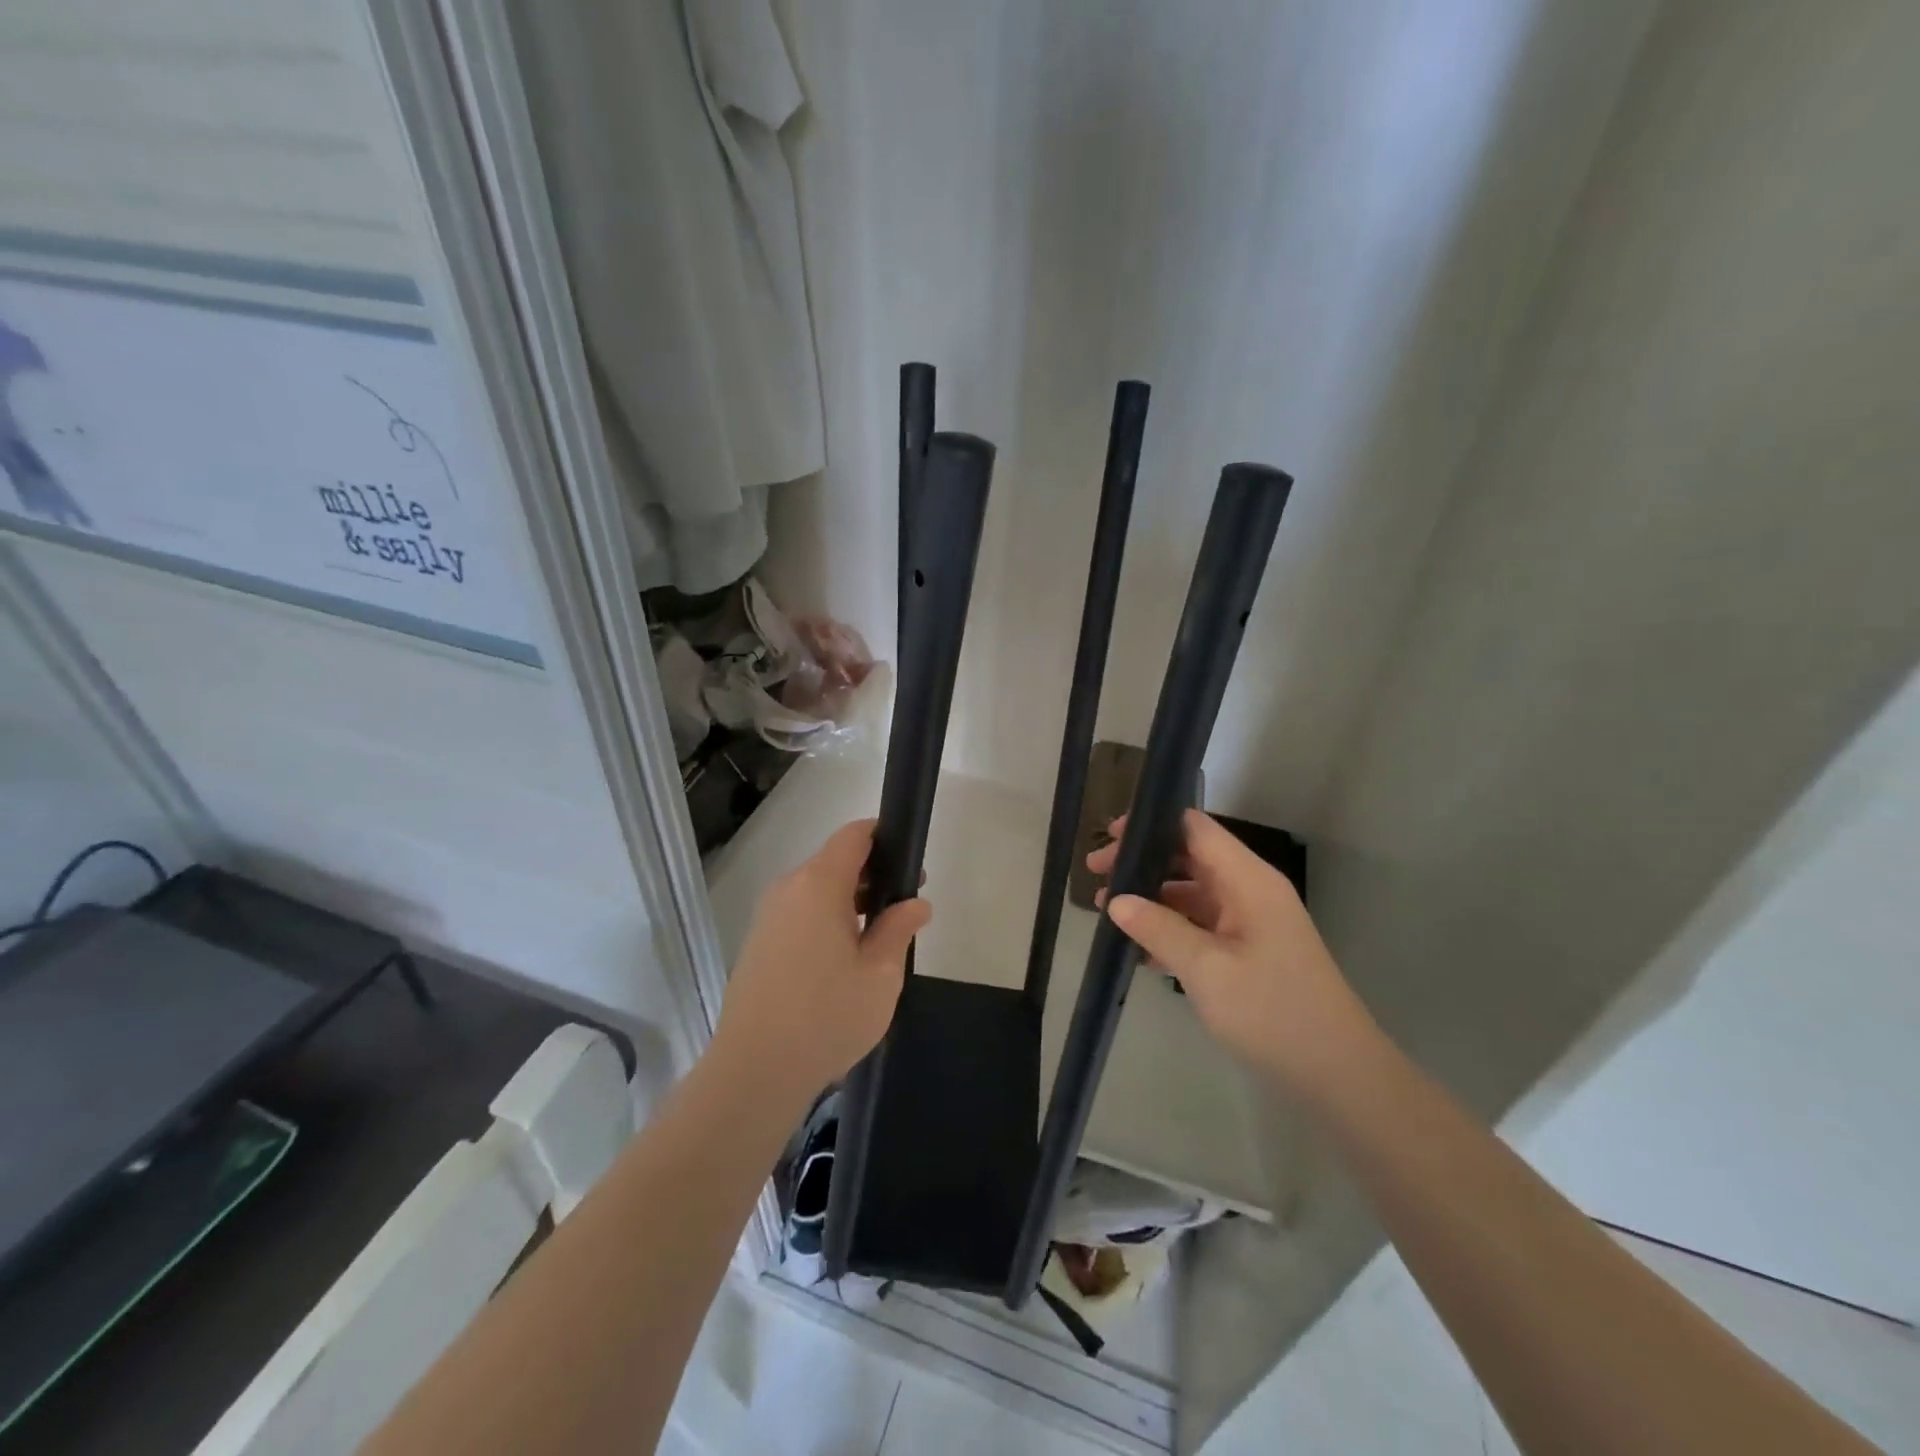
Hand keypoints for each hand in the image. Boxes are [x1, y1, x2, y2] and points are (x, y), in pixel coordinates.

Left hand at [715, 819, 929, 1103]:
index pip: (854, 835)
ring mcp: (768, 917)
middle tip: (905, 911)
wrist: (753, 1072)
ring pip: (817, 891)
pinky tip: (843, 962)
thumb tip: (916, 903)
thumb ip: (899, 929)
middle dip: (873, 877)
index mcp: (818, 884)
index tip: (911, 865)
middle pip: (835, 862)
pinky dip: (827, 922)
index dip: (885, 838)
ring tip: (878, 941)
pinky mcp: (758, 944)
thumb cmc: (826, 1016)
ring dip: (850, 903)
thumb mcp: (880, 975)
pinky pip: (800, 915)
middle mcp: (788, 889)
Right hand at [1089, 809, 1377, 1095]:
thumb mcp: (1206, 969)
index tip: (1110, 838)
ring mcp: (1250, 921)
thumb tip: (1115, 900)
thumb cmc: (1272, 1011)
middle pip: (1190, 857)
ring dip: (1152, 897)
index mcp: (1248, 880)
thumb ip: (1158, 929)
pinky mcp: (1248, 951)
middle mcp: (1250, 890)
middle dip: (1143, 862)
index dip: (1152, 825)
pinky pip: (1201, 924)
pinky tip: (1136, 947)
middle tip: (1096, 875)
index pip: (1195, 829)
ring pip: (1192, 892)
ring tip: (1106, 911)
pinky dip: (1170, 928)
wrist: (1337, 1074)